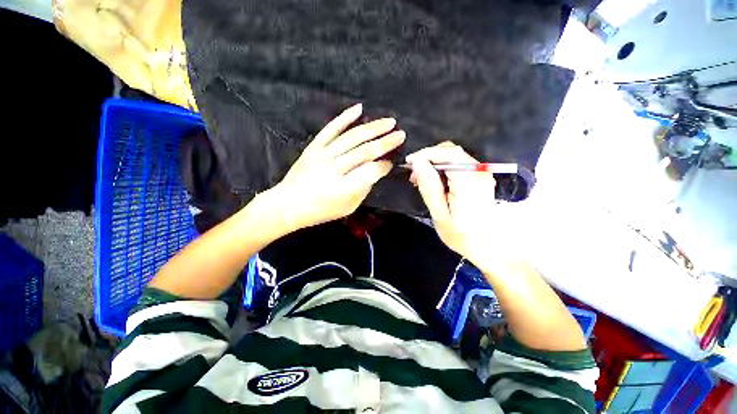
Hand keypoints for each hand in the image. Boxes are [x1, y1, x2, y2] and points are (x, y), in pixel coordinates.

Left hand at [267, 103, 404, 230]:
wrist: (288, 204)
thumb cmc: (320, 211)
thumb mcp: (347, 208)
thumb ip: (363, 190)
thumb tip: (375, 172)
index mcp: (344, 188)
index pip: (371, 171)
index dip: (384, 166)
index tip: (391, 163)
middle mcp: (335, 169)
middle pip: (365, 151)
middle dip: (386, 142)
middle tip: (401, 134)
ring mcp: (323, 155)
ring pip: (352, 137)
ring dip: (373, 128)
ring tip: (389, 122)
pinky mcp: (314, 147)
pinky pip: (331, 129)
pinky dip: (345, 118)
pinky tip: (359, 109)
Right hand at [406, 142, 512, 263]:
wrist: (489, 247)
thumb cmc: (461, 235)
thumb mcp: (439, 214)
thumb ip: (429, 187)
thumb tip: (417, 163)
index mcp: (469, 183)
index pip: (449, 154)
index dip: (427, 153)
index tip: (410, 162)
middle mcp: (480, 173)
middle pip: (452, 152)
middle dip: (429, 158)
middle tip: (414, 174)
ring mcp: (483, 174)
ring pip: (455, 157)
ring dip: (435, 163)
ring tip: (421, 178)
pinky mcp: (481, 178)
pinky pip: (459, 165)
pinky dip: (443, 168)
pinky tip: (435, 180)